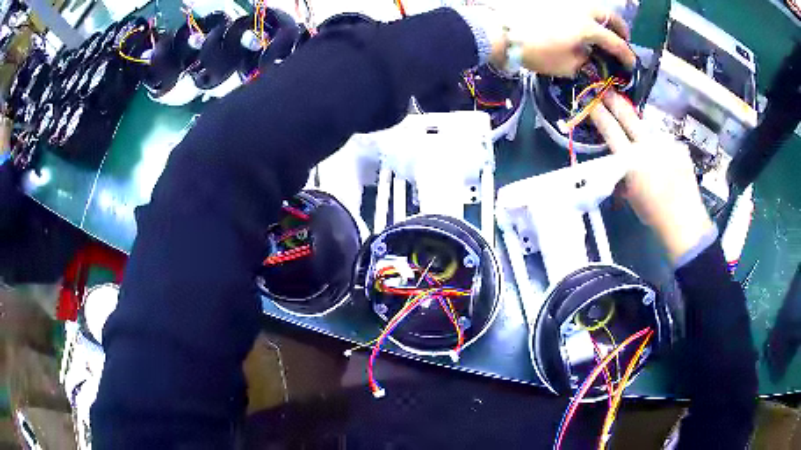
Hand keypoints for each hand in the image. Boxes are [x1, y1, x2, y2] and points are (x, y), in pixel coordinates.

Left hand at [489, 0, 634, 76]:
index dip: (626, 55)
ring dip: (603, 18)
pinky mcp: (553, 1)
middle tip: (623, 38)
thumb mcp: (566, 66)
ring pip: (593, 6)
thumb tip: (589, 55)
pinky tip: (582, 22)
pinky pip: (576, 5)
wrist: (501, 31)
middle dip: (620, 28)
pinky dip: (586, 14)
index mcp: (588, 28)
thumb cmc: (536, 51)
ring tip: (603, 28)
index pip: (615, 42)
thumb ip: (584, 61)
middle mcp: (581, 10)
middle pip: (609, 15)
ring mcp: (566, 2)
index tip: (631, 64)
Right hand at [589, 91, 713, 263]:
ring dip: (642, 131)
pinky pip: (665, 141)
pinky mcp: (678, 146)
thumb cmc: (653, 213)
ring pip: (648, 129)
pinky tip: (665, 161)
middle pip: (627, 115)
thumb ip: (623, 172)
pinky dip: (661, 147)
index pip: (610, 129)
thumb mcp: (630, 194)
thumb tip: (619, 160)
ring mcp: (665, 143)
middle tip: (606, 92)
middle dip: (614, 102)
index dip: (599, 113)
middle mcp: (647, 145)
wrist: (684, 220)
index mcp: (631, 159)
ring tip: (644, 143)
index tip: (592, 103)